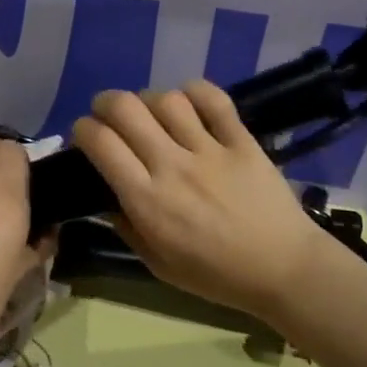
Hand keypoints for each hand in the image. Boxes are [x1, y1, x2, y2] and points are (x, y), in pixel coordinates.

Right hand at [72, 83, 330, 319]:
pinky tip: (189, 101)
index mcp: (147, 200)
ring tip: (152, 113)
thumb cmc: (216, 275)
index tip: (84, 136)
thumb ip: (127, 228)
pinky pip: (214, 99)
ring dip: (149, 100)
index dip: (83, 129)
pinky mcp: (242, 140)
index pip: (101, 143)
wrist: (283, 270)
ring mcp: (210, 150)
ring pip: (167, 99)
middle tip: (108, 115)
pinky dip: (196, 91)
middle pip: (126, 109)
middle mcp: (173, 166)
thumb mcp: (159, 265)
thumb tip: (107, 197)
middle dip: (105, 103)